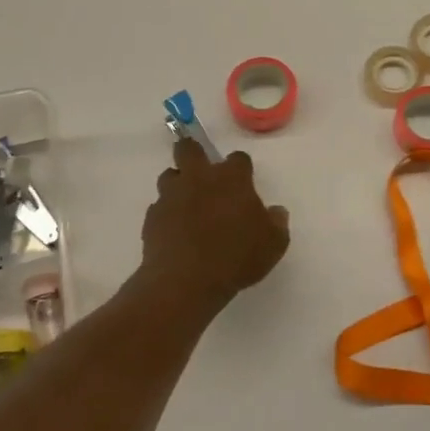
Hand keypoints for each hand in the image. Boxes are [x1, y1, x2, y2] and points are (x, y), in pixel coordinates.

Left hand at [141, 138, 290, 312]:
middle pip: (189, 149)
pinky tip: (175, 230)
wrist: (186, 281)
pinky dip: (167, 213)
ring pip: (169, 175)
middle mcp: (199, 179)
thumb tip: (276, 212)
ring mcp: (171, 196)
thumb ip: (277, 223)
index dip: (240, 168)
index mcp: (232, 179)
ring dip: (178, 183)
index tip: (243, 182)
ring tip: (187, 203)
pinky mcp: (152, 217)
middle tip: (202, 171)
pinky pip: (159, 206)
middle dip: (194, 153)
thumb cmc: (237, 257)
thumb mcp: (273, 244)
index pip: (238, 158)